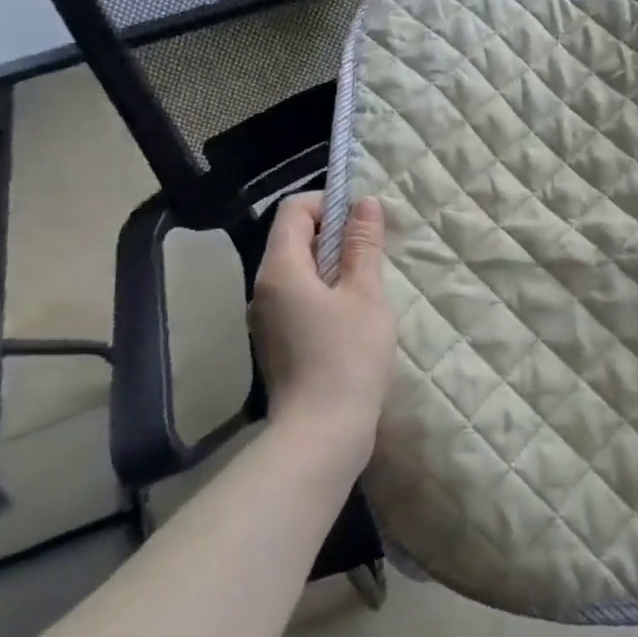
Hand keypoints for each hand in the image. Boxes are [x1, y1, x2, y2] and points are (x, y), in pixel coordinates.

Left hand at [250, 193, 398, 463]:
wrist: (321, 434)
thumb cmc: (348, 357)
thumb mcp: (366, 294)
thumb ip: (364, 245)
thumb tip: (365, 202)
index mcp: (281, 269)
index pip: (294, 210)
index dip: (329, 203)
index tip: (363, 221)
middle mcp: (264, 288)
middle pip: (293, 237)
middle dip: (335, 234)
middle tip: (373, 252)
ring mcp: (266, 317)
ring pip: (298, 269)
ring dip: (332, 264)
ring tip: (368, 284)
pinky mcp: (276, 341)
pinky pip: (298, 296)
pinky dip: (324, 290)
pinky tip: (353, 315)